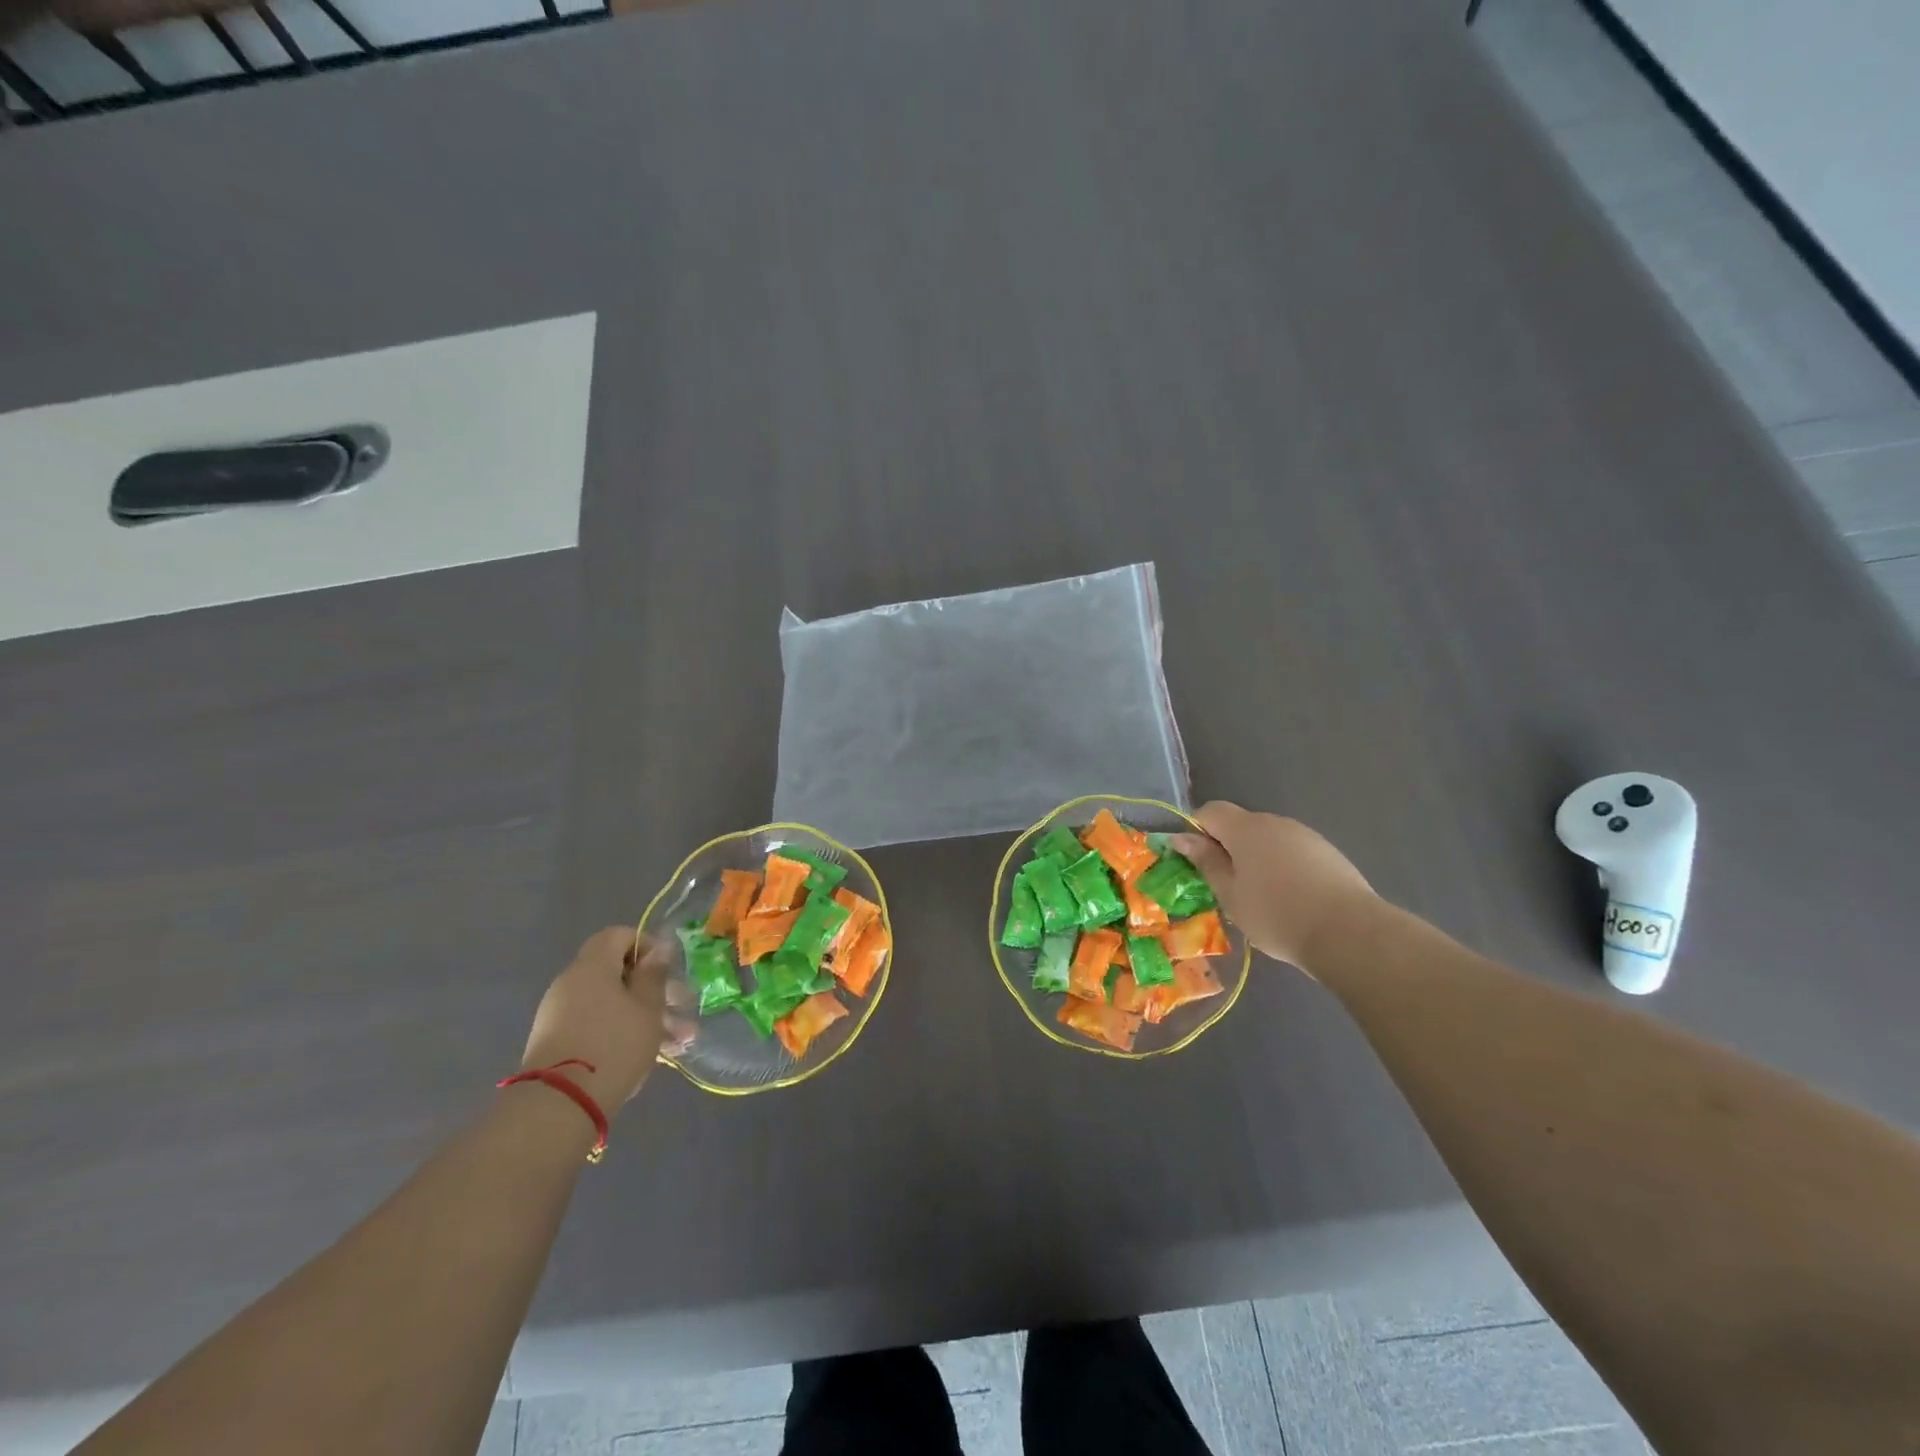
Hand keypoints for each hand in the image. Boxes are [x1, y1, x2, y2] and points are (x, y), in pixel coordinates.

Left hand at [521, 928, 684, 1112]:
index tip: (669, 968)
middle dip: (656, 990)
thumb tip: (659, 949)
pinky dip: (625, 1032)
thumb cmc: (613, 1045)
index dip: (647, 945)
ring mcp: (561, 1016)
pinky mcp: (559, 1045)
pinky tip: (657, 1055)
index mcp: (591, 967)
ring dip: (648, 1017)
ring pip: (613, 1004)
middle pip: (618, 974)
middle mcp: (572, 985)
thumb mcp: (647, 1008)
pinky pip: (599, 1026)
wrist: (559, 1107)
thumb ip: (654, 975)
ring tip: (681, 1042)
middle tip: (684, 1007)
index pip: (618, 936)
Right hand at [1171, 802, 1377, 971]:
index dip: (1196, 831)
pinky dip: (1282, 867)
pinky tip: (1290, 899)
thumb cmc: (1277, 914)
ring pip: (1267, 839)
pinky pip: (1292, 851)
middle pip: (1240, 825)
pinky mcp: (1328, 852)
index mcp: (1246, 828)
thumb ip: (1206, 862)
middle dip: (1227, 848)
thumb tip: (1182, 838)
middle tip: (1226, 885)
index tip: (1197, 863)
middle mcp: (1275, 822)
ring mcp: (1305, 835)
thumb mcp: (1230, 894)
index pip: (1210, 812)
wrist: (1350, 934)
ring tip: (1260, 897)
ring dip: (1255, 858)